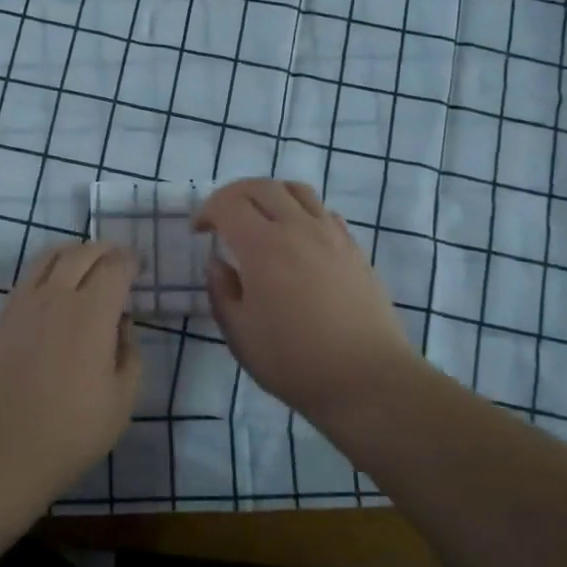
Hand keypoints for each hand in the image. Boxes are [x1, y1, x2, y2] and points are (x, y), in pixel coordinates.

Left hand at [0, 241, 142, 499]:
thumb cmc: (69, 432)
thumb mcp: (121, 402)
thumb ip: (130, 355)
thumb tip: (122, 324)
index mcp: (92, 313)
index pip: (114, 267)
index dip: (130, 260)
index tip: (138, 265)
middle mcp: (56, 296)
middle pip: (81, 253)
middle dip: (103, 250)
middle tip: (116, 258)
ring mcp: (23, 304)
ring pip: (48, 257)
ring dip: (72, 252)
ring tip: (84, 263)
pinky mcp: (1, 318)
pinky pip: (27, 277)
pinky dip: (47, 270)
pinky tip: (53, 289)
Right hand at [194, 180, 418, 413]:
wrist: (367, 380)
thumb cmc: (294, 361)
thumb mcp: (239, 334)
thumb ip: (222, 291)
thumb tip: (217, 263)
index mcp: (263, 246)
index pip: (228, 204)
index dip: (207, 211)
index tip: (199, 232)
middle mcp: (298, 228)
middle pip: (262, 186)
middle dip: (234, 195)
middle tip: (222, 218)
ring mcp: (332, 235)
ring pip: (297, 190)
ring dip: (270, 195)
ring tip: (260, 219)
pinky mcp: (354, 249)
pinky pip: (324, 211)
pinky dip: (301, 211)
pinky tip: (297, 239)